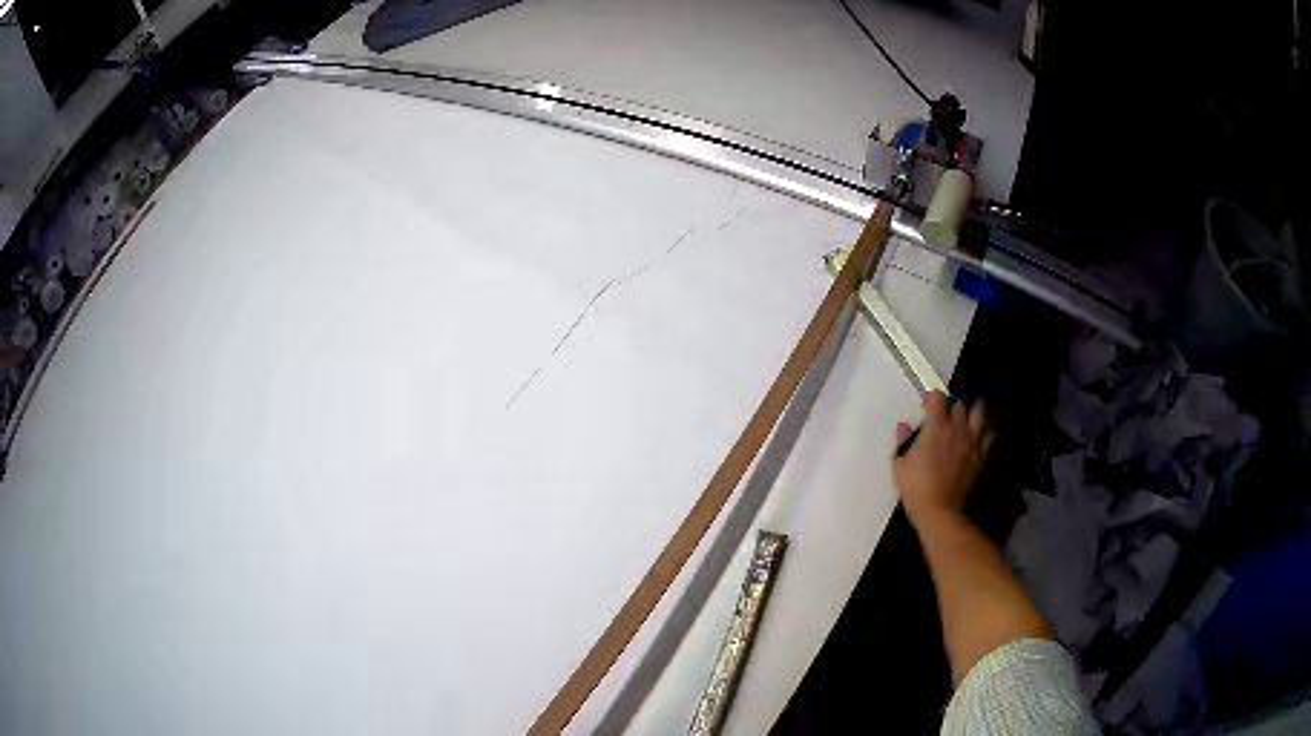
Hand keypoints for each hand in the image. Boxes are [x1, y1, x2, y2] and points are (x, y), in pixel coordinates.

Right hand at [892, 391, 993, 525]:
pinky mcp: (981, 455)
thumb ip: (902, 440)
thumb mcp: (899, 463)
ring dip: (973, 412)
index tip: (925, 408)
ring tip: (967, 418)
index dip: (931, 398)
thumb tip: (904, 426)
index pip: (938, 397)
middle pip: (960, 403)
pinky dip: (984, 432)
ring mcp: (972, 441)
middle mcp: (957, 428)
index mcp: (935, 426)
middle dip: (952, 406)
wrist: (939, 510)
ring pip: (980, 413)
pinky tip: (978, 437)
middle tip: (945, 416)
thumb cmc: (915, 486)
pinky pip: (989, 435)